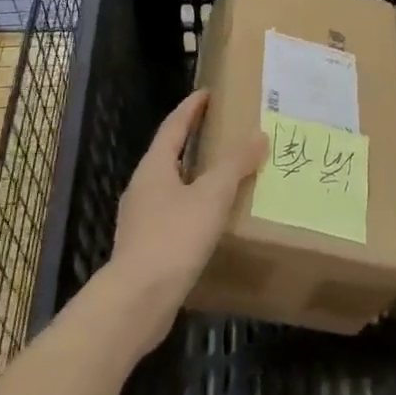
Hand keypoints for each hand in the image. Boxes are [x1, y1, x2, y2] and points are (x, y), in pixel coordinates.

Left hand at [106, 90, 264, 351]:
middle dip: (194, 141)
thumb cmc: (173, 238)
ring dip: (195, 176)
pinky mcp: (146, 247)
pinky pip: (174, 214)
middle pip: (169, 154)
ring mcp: (141, 219)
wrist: (137, 301)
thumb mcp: (211, 196)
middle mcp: (143, 187)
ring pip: (172, 186)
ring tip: (225, 175)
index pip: (173, 126)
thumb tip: (258, 135)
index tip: (208, 93)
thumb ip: (234, 165)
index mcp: (154, 167)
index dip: (191, 108)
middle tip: (223, 131)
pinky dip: (194, 207)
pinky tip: (212, 220)